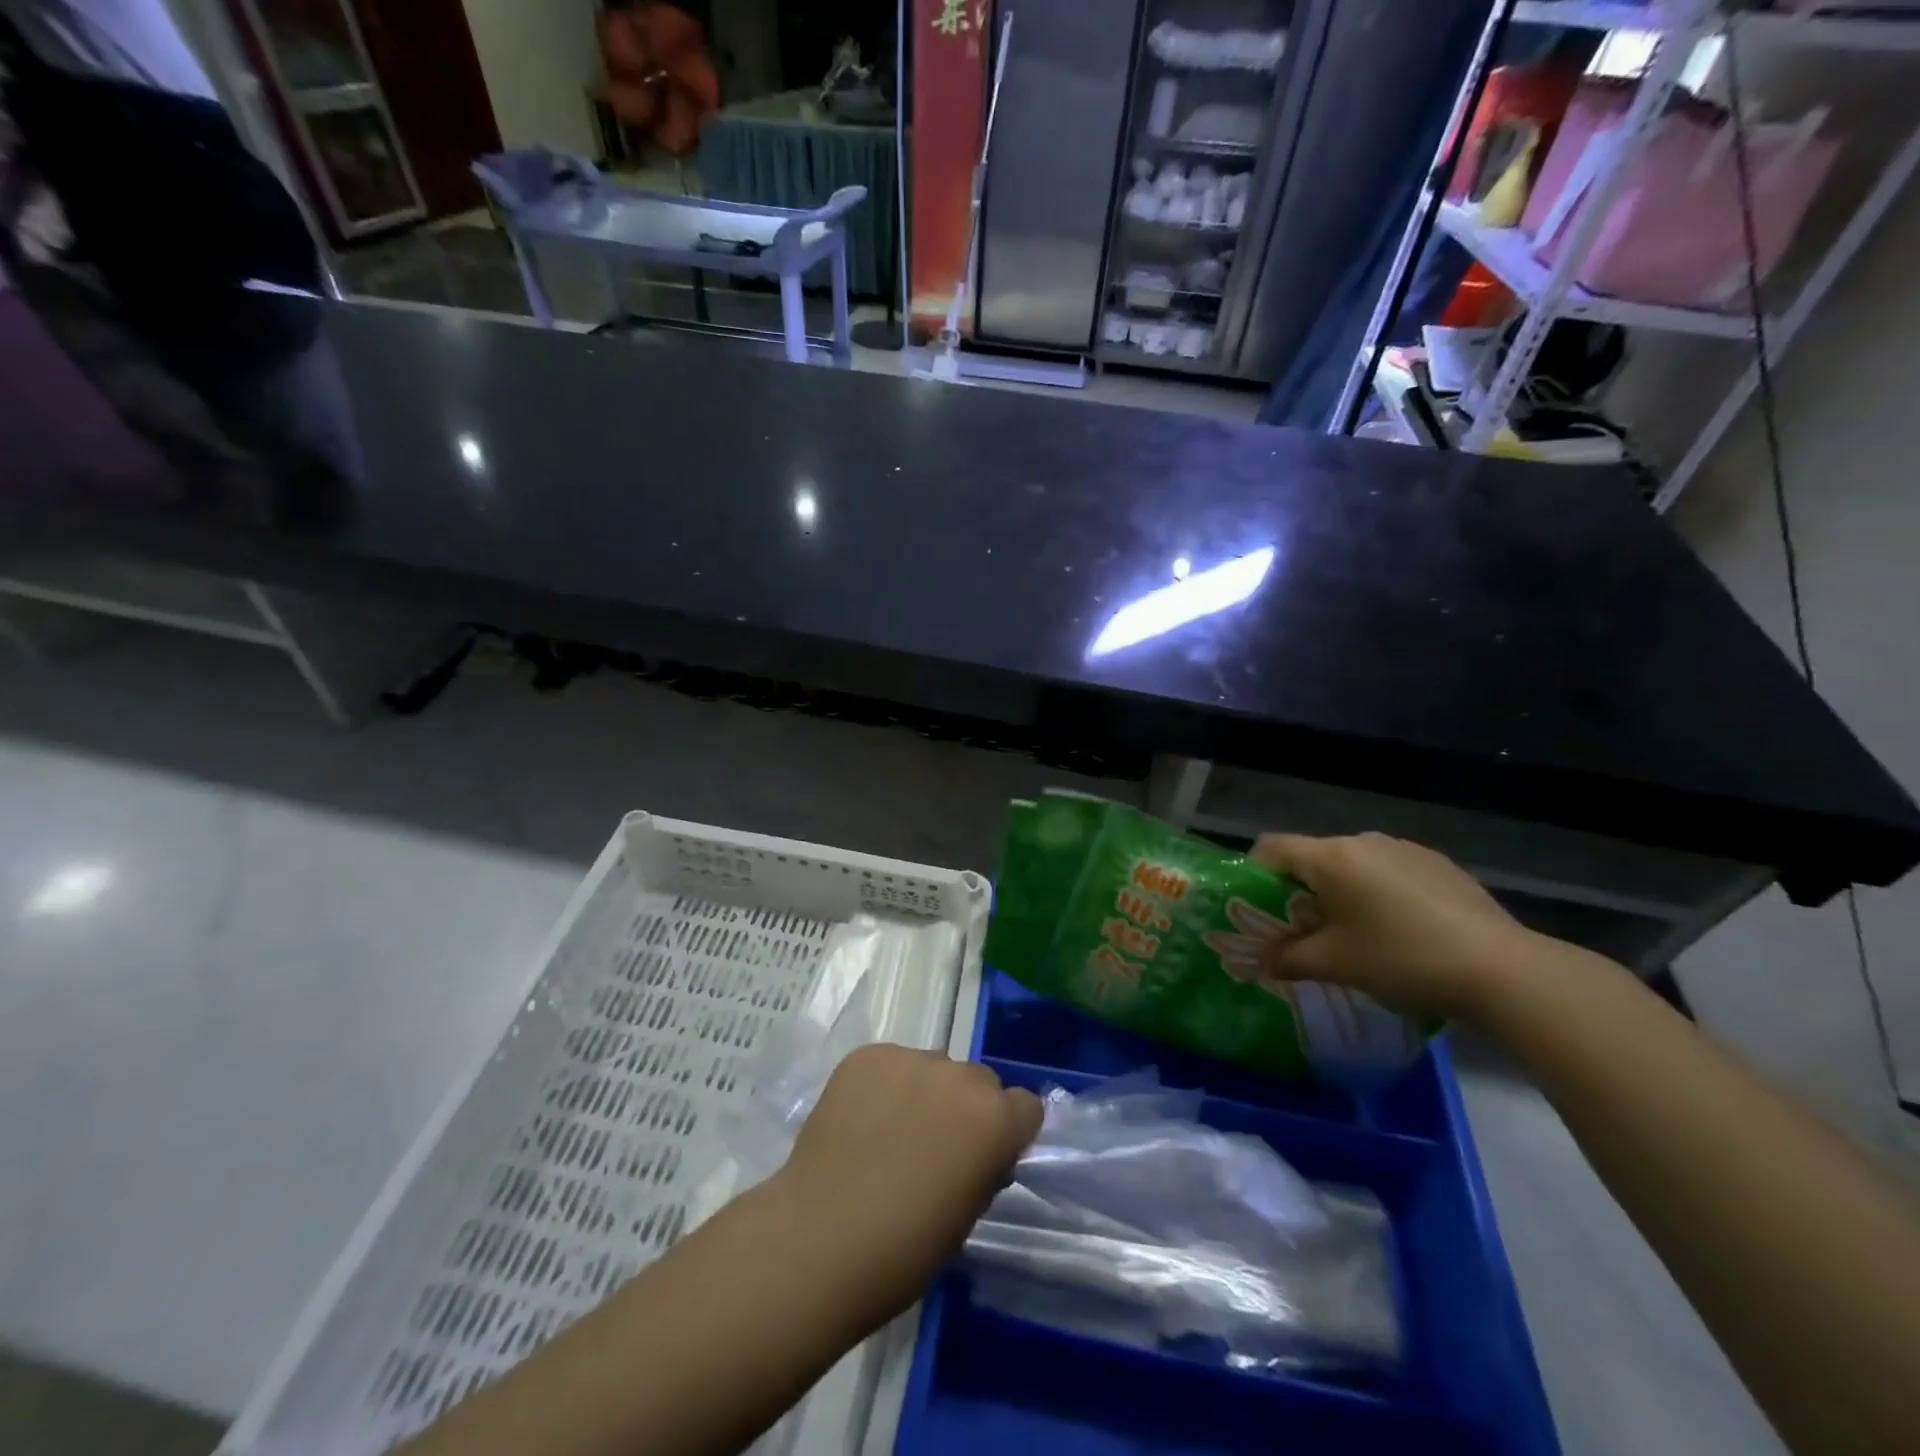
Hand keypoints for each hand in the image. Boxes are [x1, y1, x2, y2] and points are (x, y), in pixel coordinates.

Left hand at [769, 1045, 1041, 1324]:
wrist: (819, 1240)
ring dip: (923, 1092)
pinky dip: (883, 1086)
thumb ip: (984, 1167)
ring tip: (889, 1133)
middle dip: (964, 1108)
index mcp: (994, 1118)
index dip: (1007, 1132)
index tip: (985, 1157)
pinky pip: (890, 1064)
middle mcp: (959, 1075)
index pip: (1025, 1106)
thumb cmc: (903, 1249)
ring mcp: (909, 1058)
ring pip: (932, 1068)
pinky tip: (861, 1122)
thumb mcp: (966, 1216)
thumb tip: (979, 1151)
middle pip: (977, 1081)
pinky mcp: (866, 1055)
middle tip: (933, 1148)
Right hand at [1247, 832, 1541, 1019]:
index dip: (1254, 875)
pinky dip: (1379, 894)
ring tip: (1356, 936)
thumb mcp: (1335, 964)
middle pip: (1312, 858)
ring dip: (1341, 893)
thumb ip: (1288, 958)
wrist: (1503, 970)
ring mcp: (1406, 849)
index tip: (1257, 910)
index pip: (1270, 847)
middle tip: (1305, 933)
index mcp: (1331, 857)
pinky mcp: (1439, 865)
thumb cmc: (1402, 958)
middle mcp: (1364, 841)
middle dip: (1300, 891)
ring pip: (1353, 866)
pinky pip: (1390, 872)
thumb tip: (1263, 961)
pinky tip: (1401, 932)